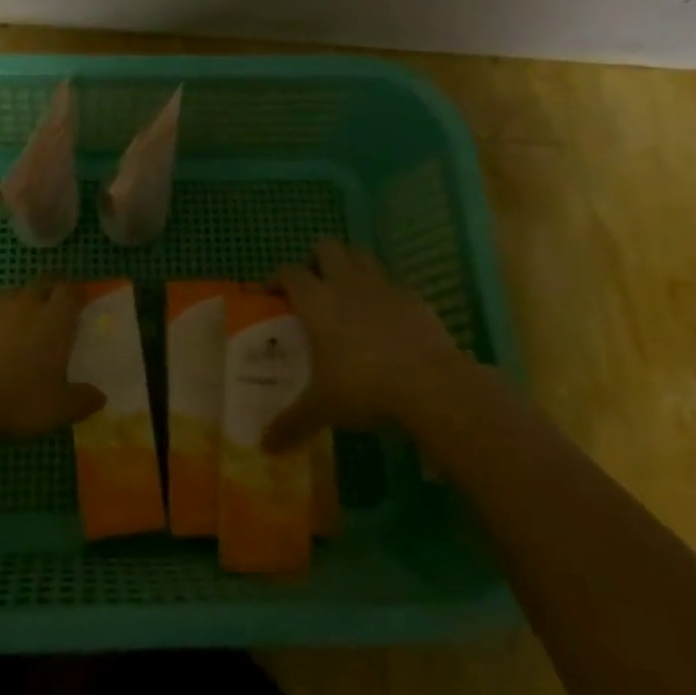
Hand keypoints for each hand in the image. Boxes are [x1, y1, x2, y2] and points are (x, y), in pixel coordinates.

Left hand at [0, 280, 105, 442]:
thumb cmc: (16, 401)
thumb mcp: (58, 410)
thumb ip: (82, 400)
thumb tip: (100, 397)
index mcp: (53, 320)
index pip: (69, 291)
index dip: (76, 294)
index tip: (80, 304)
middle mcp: (24, 306)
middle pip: (41, 285)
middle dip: (50, 293)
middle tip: (54, 312)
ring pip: (11, 295)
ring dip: (20, 303)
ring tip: (22, 325)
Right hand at [265, 238, 459, 452]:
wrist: (431, 385)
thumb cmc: (364, 388)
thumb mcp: (323, 408)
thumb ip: (292, 422)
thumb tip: (264, 447)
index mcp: (316, 301)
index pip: (289, 272)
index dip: (278, 278)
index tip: (273, 292)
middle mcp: (346, 283)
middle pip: (326, 247)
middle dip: (317, 259)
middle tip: (314, 284)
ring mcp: (383, 286)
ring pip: (361, 255)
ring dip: (351, 265)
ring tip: (348, 292)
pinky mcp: (414, 297)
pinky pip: (393, 283)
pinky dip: (385, 293)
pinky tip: (387, 318)